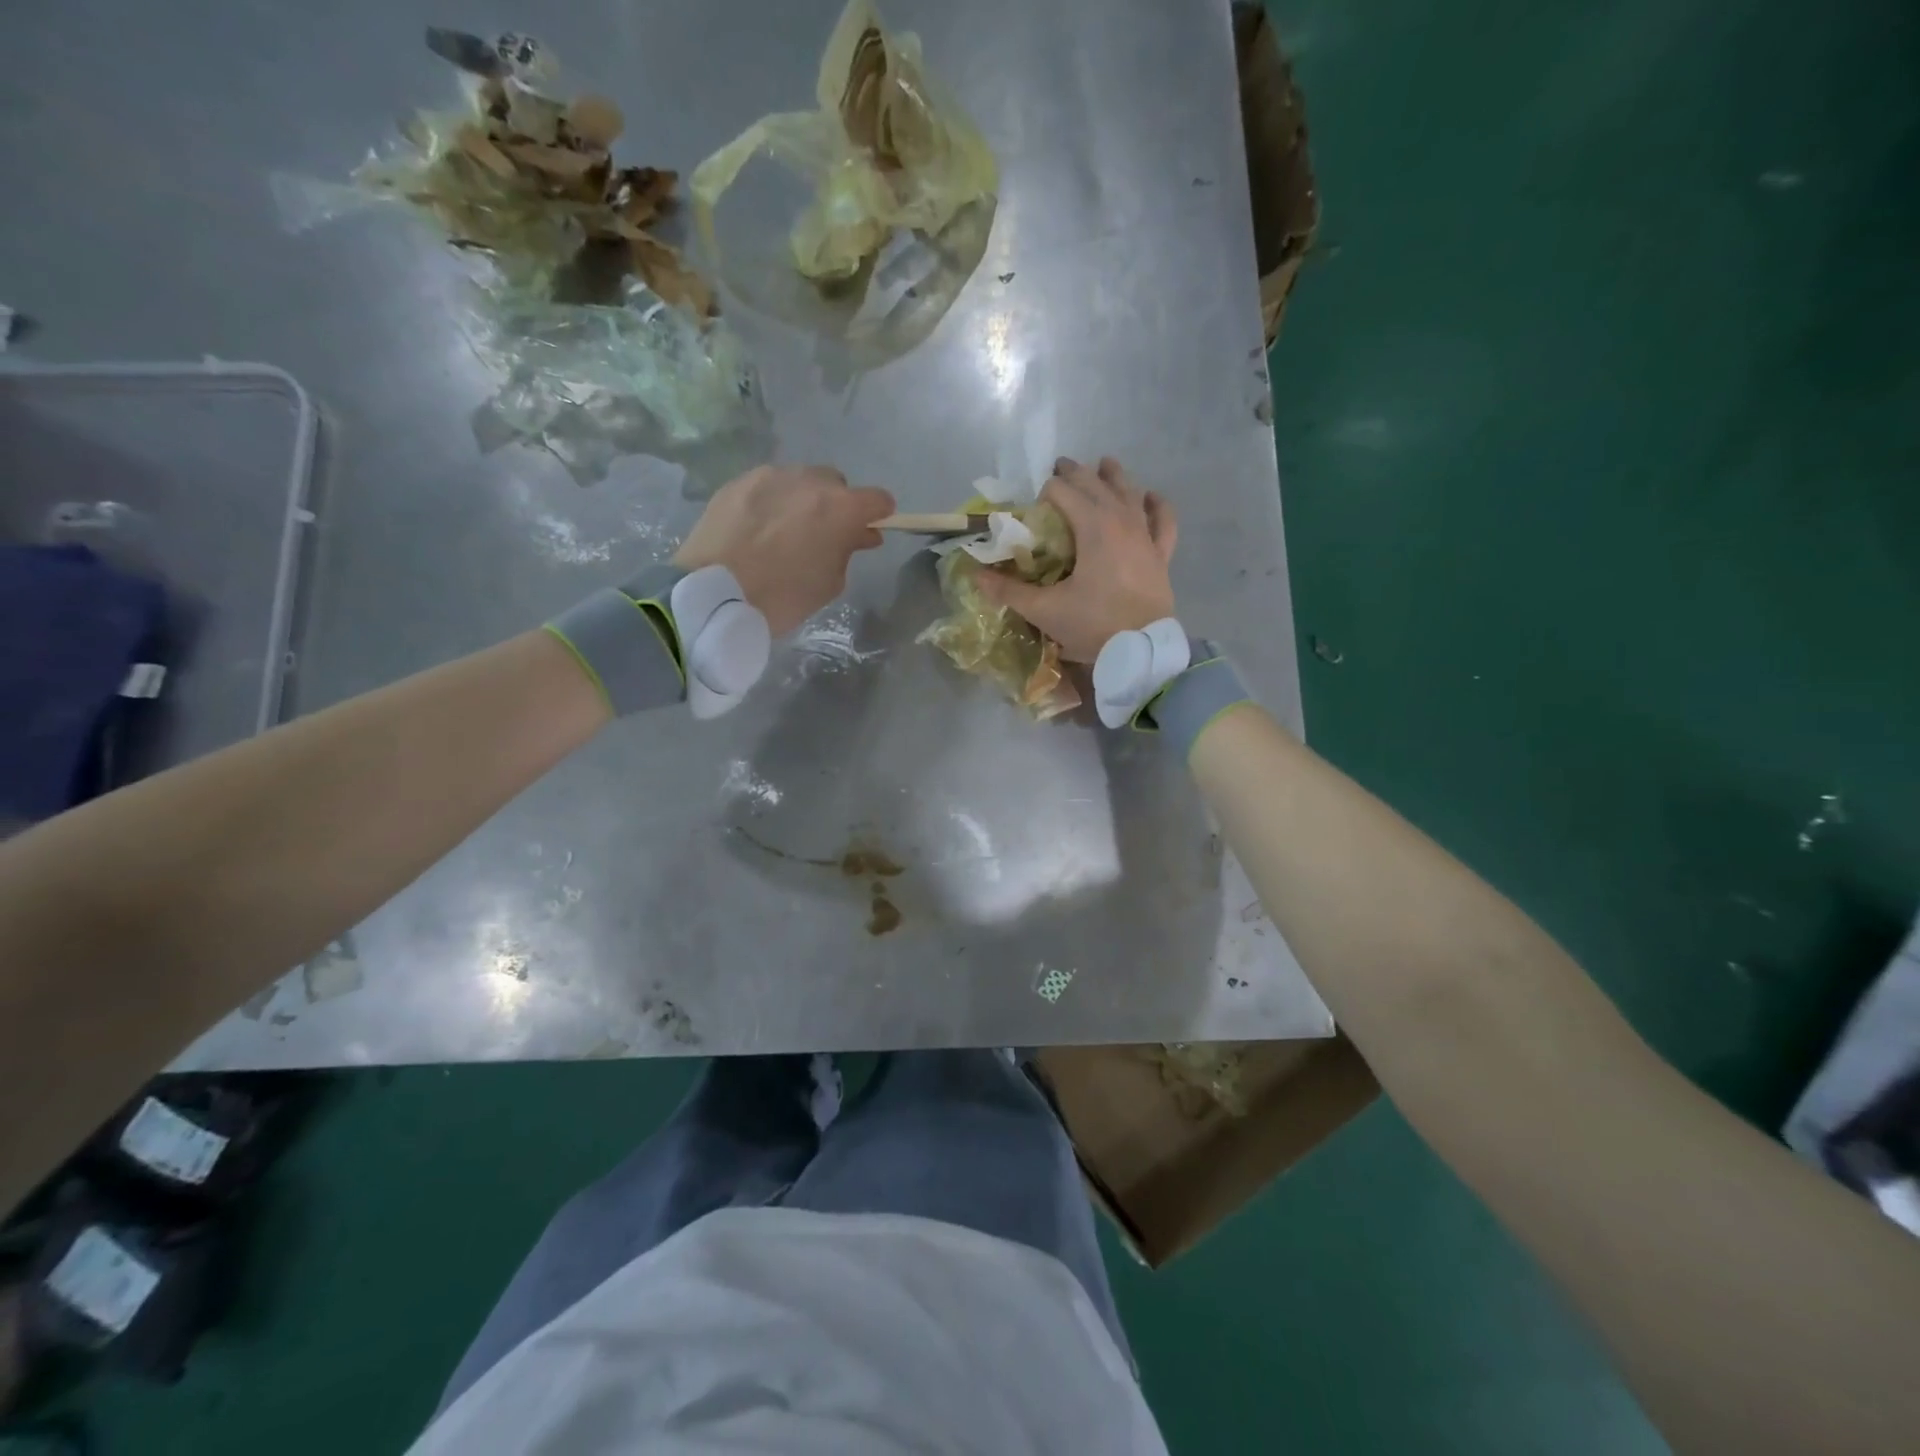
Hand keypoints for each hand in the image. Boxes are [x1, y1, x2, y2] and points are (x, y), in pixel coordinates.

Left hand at [674, 466, 893, 635]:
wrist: (714, 593)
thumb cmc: (782, 597)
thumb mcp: (829, 583)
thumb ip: (848, 550)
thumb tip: (858, 534)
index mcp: (839, 508)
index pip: (878, 499)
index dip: (879, 514)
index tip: (871, 529)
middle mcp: (809, 480)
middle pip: (836, 483)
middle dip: (836, 504)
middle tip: (823, 534)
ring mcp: (771, 475)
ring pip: (800, 479)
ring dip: (803, 498)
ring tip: (786, 529)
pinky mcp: (739, 481)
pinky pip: (769, 485)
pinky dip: (773, 500)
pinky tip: (759, 526)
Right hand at [976, 456, 1177, 660]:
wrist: (1142, 652)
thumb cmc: (1093, 626)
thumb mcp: (1045, 610)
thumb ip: (1010, 591)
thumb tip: (977, 577)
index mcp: (1093, 527)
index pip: (1064, 493)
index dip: (1046, 493)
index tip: (1034, 508)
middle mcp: (1122, 521)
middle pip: (1096, 485)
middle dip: (1075, 473)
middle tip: (1059, 467)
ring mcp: (1145, 537)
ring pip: (1131, 494)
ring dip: (1115, 477)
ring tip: (1105, 464)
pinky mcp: (1160, 556)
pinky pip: (1163, 522)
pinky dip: (1157, 506)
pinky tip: (1150, 497)